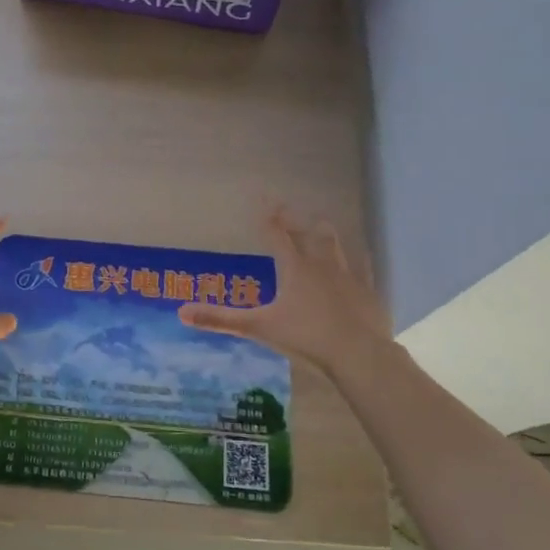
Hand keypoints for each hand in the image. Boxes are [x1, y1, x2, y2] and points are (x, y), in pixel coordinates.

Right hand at [178, 206, 392, 377]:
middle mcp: (320, 264)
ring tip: (321, 223)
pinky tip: (360, 259)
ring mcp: (347, 276)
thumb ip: (221, 319)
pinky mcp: (366, 292)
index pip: (276, 234)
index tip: (262, 197)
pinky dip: (357, 261)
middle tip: (288, 210)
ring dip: (325, 233)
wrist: (358, 352)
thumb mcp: (259, 328)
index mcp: (294, 267)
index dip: (267, 216)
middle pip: (307, 233)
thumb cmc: (306, 336)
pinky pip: (362, 269)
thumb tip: (182, 313)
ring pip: (335, 245)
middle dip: (296, 220)